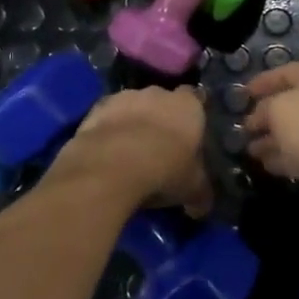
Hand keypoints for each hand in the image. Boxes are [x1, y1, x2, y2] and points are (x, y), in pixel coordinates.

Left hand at [53, 86, 210, 213]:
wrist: (111, 166)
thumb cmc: (163, 171)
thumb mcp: (192, 189)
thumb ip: (200, 193)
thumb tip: (202, 206)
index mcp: (188, 106)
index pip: (196, 98)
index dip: (191, 115)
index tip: (189, 133)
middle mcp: (158, 93)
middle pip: (162, 101)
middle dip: (160, 117)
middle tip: (159, 145)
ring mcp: (124, 97)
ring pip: (132, 105)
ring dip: (132, 121)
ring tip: (129, 151)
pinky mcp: (96, 108)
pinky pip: (107, 116)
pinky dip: (108, 129)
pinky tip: (106, 151)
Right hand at [244, 64, 298, 240]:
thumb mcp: (280, 110)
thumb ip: (263, 109)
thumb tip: (256, 119)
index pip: (286, 72)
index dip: (262, 81)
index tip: (241, 94)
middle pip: (291, 104)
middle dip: (265, 115)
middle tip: (242, 127)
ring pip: (295, 132)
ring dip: (272, 140)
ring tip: (248, 150)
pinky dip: (283, 158)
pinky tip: (266, 165)